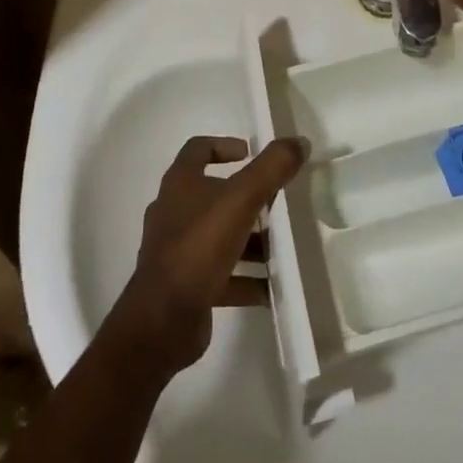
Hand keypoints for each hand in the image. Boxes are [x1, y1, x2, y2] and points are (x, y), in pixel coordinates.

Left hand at [108, 135, 308, 378]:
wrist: (162, 320)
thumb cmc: (199, 246)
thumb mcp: (241, 199)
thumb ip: (272, 168)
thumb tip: (299, 142)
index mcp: (180, 184)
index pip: (198, 149)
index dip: (224, 146)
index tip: (251, 154)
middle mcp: (174, 212)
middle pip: (214, 195)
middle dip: (248, 198)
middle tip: (278, 203)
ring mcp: (178, 251)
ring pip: (220, 236)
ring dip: (250, 241)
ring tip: (283, 248)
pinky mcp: (186, 285)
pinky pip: (222, 275)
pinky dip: (246, 278)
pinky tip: (272, 288)